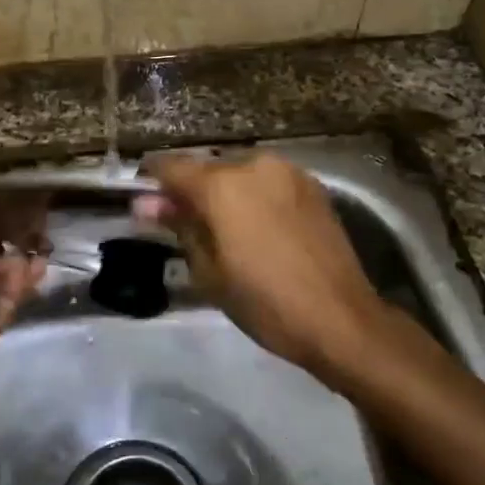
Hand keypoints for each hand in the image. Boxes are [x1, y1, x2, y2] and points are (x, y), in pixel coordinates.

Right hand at [133, 152, 387, 379]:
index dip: (152, 181)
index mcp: (221, 185)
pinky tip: (258, 229)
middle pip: (208, 169)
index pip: (170, 166)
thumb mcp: (209, 271)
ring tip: (225, 231)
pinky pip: (269, 183)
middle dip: (191, 190)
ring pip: (240, 174)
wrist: (340, 319)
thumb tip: (144, 203)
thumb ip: (179, 226)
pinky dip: (255, 197)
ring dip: (225, 193)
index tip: (145, 202)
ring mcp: (289, 172)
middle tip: (185, 225)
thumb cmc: (264, 302)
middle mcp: (254, 165)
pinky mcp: (314, 186)